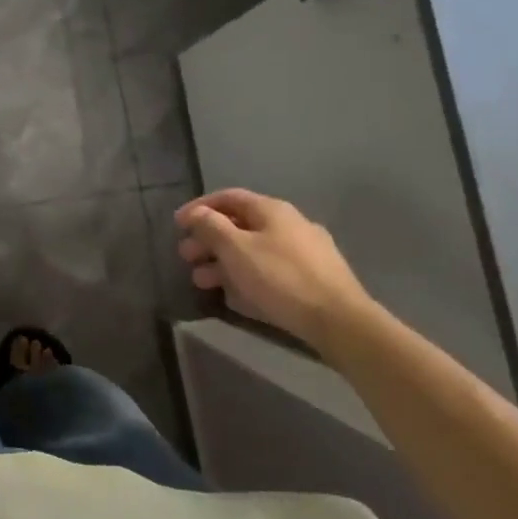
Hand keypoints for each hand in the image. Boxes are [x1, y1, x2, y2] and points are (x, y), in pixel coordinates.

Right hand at [175, 189, 379, 349]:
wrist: (339, 321)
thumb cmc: (280, 277)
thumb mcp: (236, 248)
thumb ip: (211, 226)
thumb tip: (196, 213)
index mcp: (272, 210)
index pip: (229, 197)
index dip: (200, 208)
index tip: (177, 224)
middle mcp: (290, 225)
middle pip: (240, 226)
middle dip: (208, 240)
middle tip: (186, 257)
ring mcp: (304, 253)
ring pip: (253, 251)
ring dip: (222, 263)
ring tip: (202, 282)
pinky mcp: (312, 280)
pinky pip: (269, 271)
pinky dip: (246, 277)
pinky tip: (234, 296)